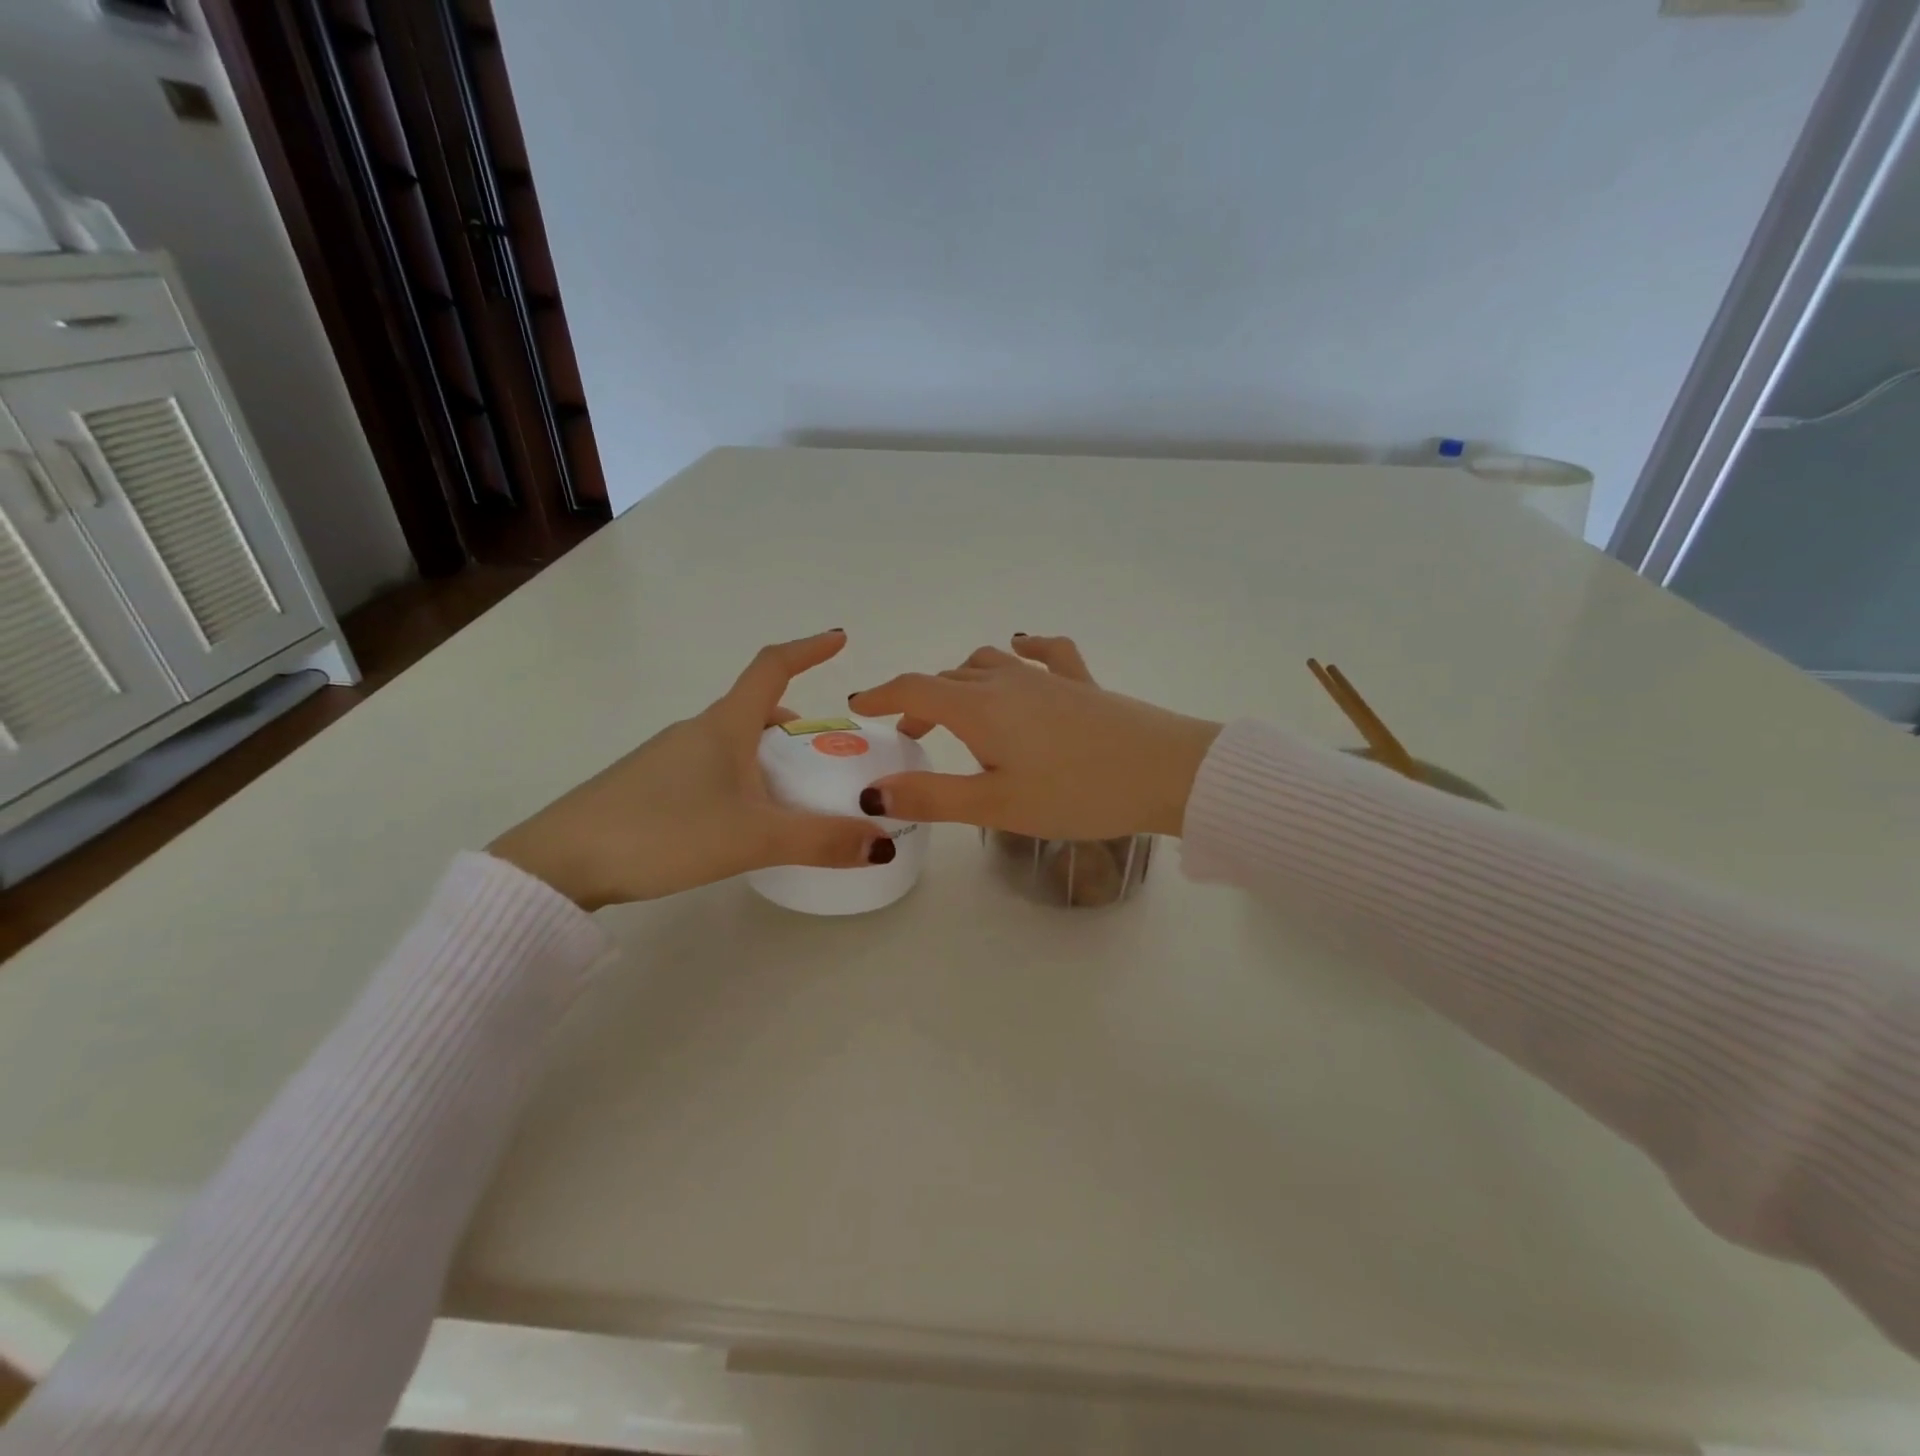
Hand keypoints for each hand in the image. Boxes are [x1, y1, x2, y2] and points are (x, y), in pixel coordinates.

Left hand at [491, 631, 893, 908]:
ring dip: (771, 756)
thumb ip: (820, 840)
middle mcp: (698, 731)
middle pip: (758, 710)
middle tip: (830, 757)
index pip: (772, 667)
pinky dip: (743, 778)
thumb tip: (883, 843)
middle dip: (798, 725)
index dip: (808, 649)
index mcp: (725, 726)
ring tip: (795, 796)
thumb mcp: (752, 838)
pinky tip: (744, 820)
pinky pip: (713, 768)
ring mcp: (669, 757)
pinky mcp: (650, 785)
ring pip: (735, 743)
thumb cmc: (663, 832)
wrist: (559, 862)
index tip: (840, 638)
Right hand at [848, 636, 1220, 839]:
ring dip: (962, 682)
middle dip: (921, 703)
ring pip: (988, 664)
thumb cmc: (1076, 792)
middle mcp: (1006, 681)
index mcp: (979, 708)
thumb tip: (873, 790)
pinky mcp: (1081, 682)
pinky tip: (1021, 648)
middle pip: (948, 679)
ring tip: (958, 712)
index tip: (861, 708)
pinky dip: (1022, 650)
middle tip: (913, 739)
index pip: (914, 689)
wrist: (1167, 771)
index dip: (883, 696)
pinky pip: (1044, 653)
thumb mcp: (996, 805)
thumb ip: (932, 797)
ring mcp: (1046, 677)